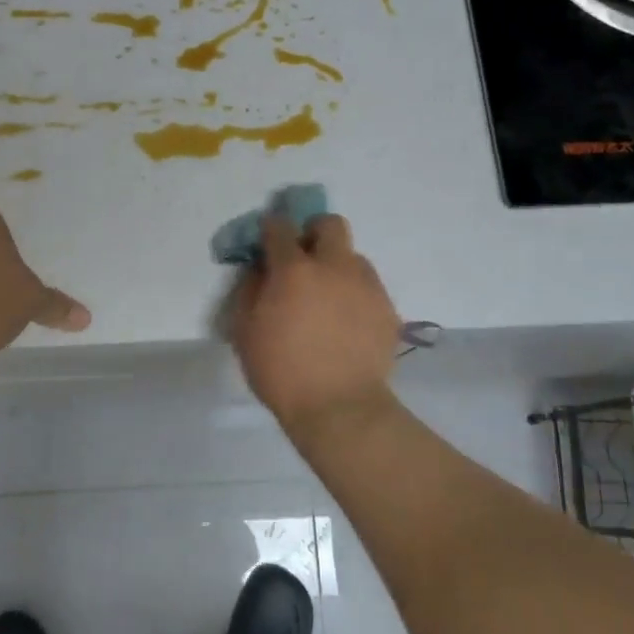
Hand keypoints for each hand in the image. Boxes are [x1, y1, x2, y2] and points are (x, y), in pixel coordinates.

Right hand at [228, 213, 399, 438]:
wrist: (340, 409)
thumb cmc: (282, 372)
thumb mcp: (245, 332)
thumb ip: (249, 290)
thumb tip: (259, 268)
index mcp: (295, 270)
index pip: (280, 227)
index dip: (271, 229)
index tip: (267, 242)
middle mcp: (334, 266)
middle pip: (329, 224)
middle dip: (313, 232)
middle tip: (303, 260)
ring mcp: (366, 285)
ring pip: (353, 256)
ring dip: (337, 267)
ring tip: (328, 299)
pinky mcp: (387, 308)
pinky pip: (368, 287)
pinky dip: (354, 295)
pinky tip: (346, 324)